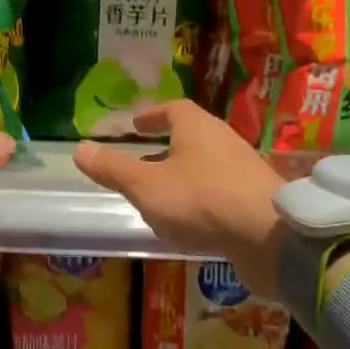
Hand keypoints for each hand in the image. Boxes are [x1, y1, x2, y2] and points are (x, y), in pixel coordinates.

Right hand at [73, 101, 286, 298]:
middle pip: (190, 138)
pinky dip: (198, 202)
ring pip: (204, 168)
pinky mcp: (254, 202)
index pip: (173, 110)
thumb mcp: (146, 186)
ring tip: (157, 198)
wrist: (270, 238)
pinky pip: (218, 194)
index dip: (152, 116)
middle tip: (139, 164)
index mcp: (197, 128)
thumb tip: (79, 149)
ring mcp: (242, 172)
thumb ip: (113, 169)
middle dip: (164, 150)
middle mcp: (223, 142)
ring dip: (180, 178)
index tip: (135, 125)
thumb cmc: (201, 200)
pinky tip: (186, 224)